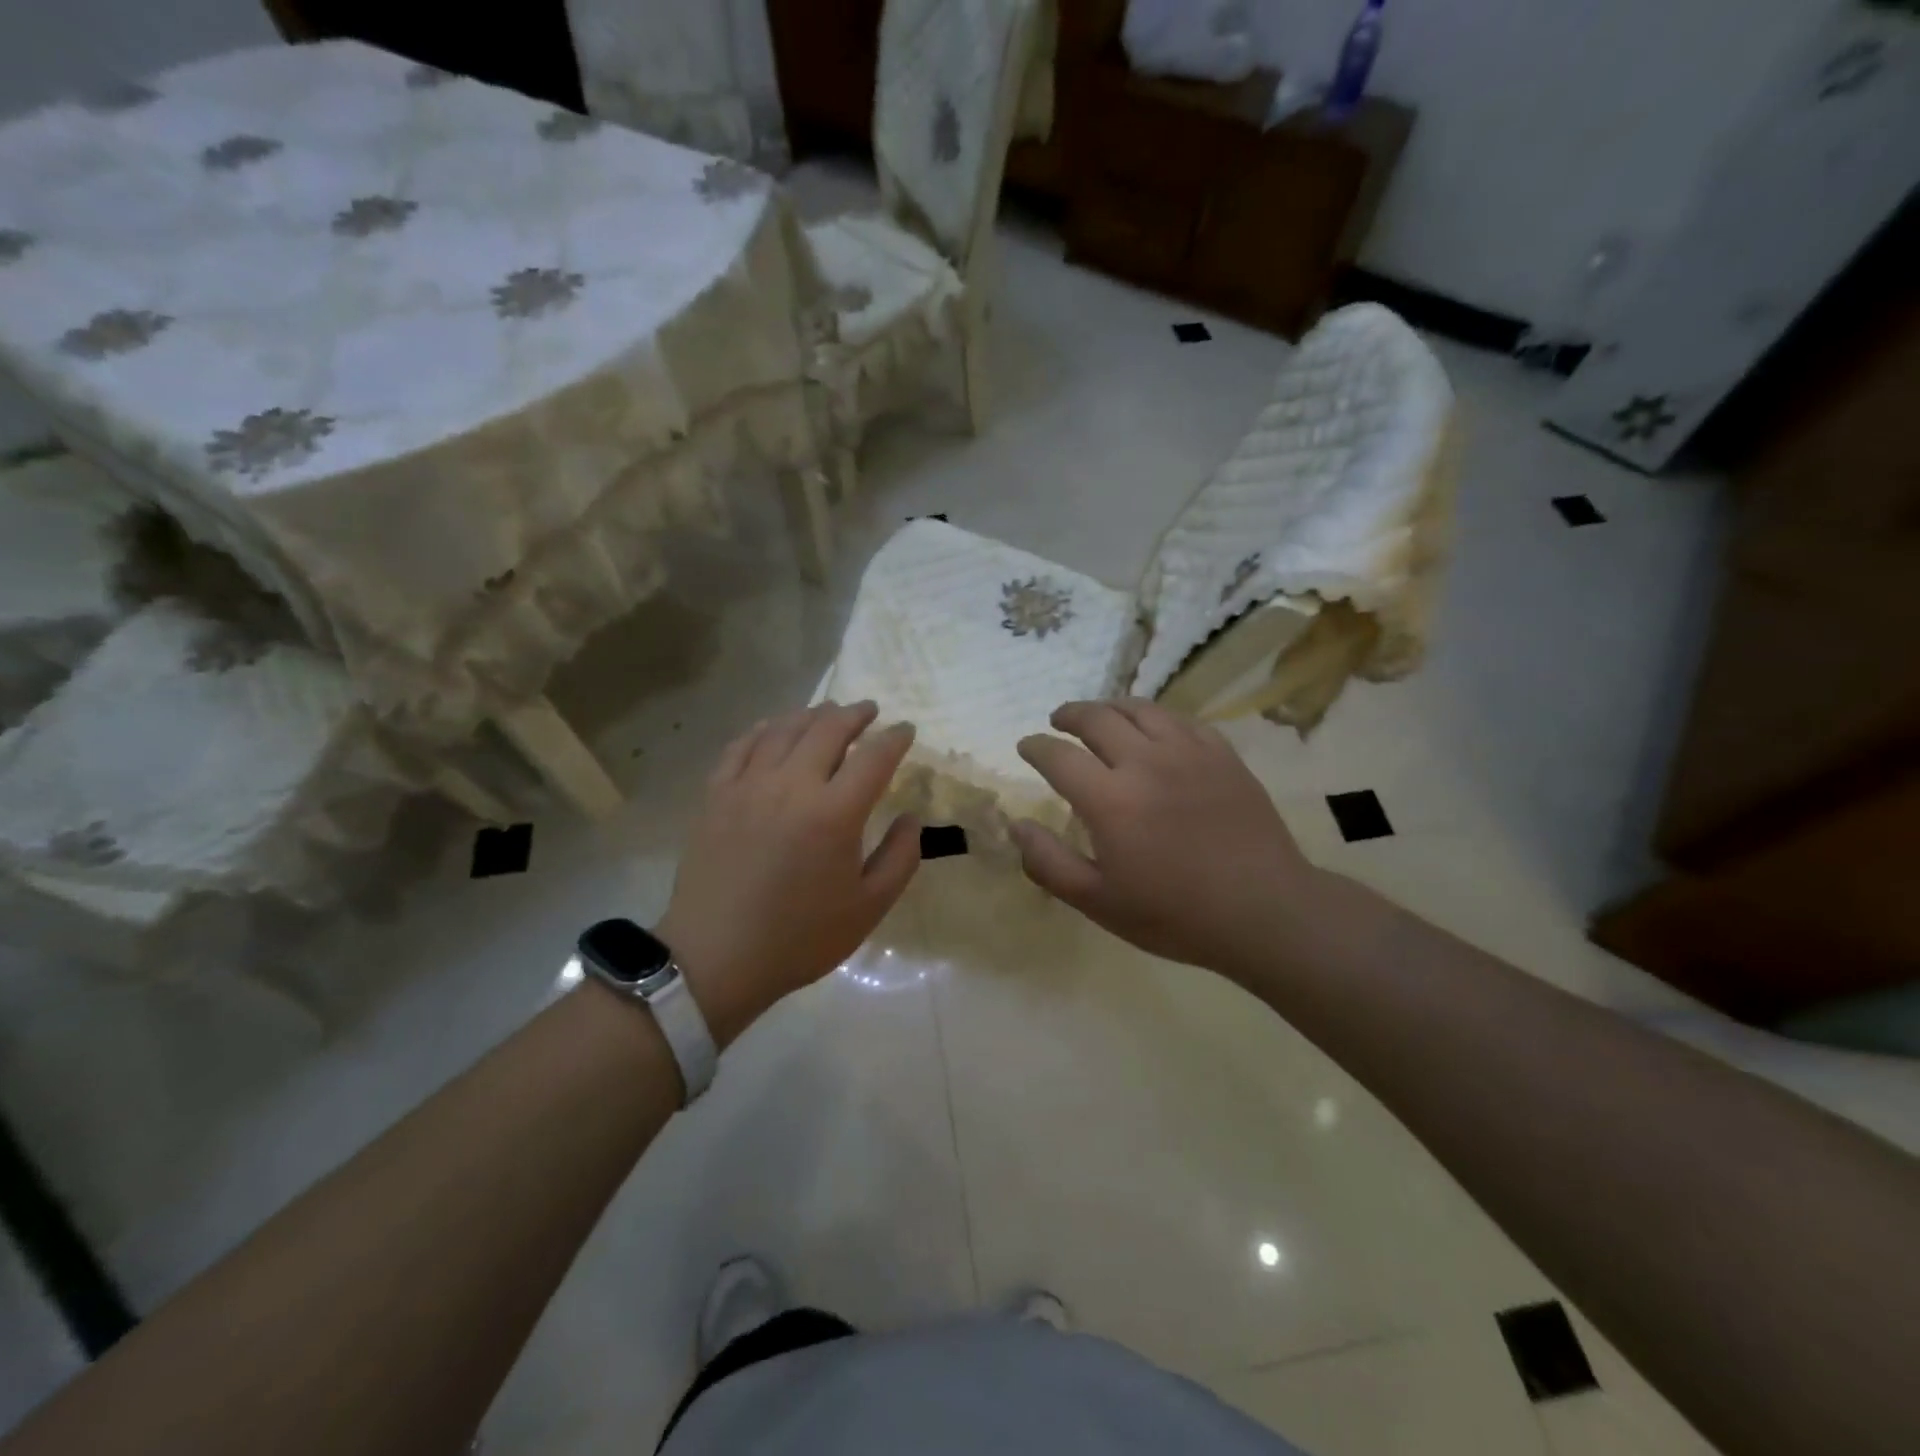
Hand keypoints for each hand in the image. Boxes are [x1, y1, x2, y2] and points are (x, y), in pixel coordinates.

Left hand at [658, 701, 919, 1046]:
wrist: (716, 958)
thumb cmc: (799, 938)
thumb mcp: (868, 908)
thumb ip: (900, 858)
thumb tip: (911, 818)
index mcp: (835, 813)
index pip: (874, 757)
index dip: (895, 738)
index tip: (906, 730)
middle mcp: (792, 785)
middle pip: (828, 729)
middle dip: (855, 714)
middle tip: (869, 710)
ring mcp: (748, 785)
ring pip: (784, 729)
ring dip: (812, 715)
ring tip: (828, 712)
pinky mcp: (716, 795)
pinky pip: (742, 745)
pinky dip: (764, 729)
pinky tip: (774, 728)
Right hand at [1011, 699, 1318, 978]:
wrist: (1264, 911)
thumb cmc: (1175, 914)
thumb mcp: (1098, 902)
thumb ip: (1049, 863)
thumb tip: (1016, 826)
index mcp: (1109, 799)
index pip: (1058, 756)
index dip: (1036, 747)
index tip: (1026, 746)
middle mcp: (1145, 762)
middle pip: (1097, 718)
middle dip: (1069, 715)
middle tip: (1058, 721)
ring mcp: (1189, 752)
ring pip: (1140, 709)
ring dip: (1111, 707)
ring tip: (1100, 715)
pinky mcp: (1222, 755)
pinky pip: (1181, 720)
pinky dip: (1156, 717)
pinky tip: (1154, 729)